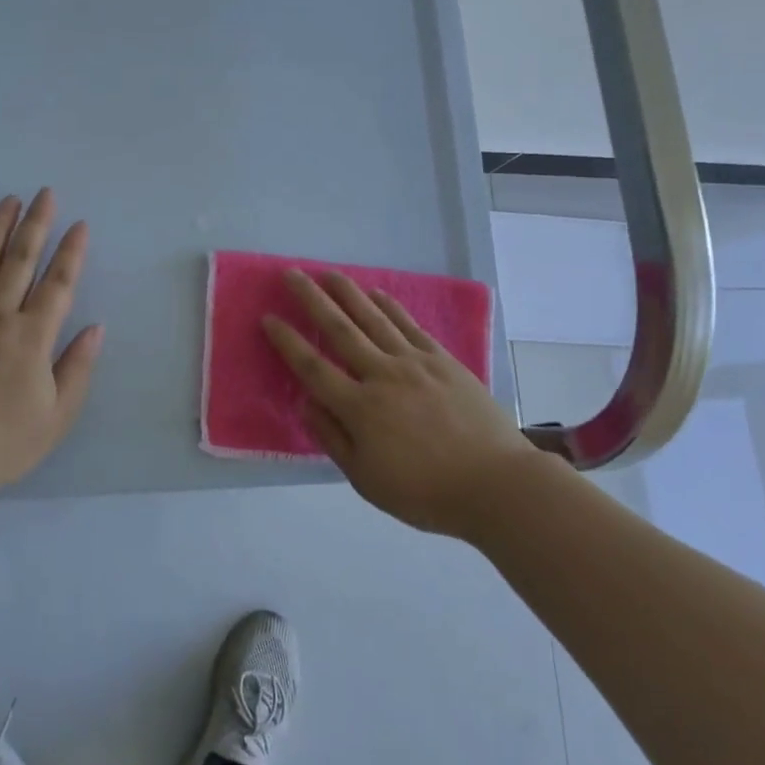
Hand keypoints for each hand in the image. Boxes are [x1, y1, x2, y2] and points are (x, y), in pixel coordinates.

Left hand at [0, 189, 102, 501]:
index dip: (72, 253)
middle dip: (37, 224)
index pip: (58, 284)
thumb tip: (95, 328)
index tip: (80, 225)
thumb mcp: (55, 417)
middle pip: (21, 260)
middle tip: (45, 193)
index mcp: (32, 337)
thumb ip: (78, 369)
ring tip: (9, 200)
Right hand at [263, 269, 536, 538]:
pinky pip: (409, 325)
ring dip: (347, 293)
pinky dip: (390, 306)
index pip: (312, 367)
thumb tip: (305, 402)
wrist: (496, 484)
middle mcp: (382, 376)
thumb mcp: (367, 480)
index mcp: (359, 408)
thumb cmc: (425, 492)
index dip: (287, 342)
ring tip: (328, 273)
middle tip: (291, 274)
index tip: (268, 317)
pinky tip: (376, 293)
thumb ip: (333, 438)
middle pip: (339, 330)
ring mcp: (414, 363)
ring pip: (373, 319)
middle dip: (311, 300)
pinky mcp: (442, 360)